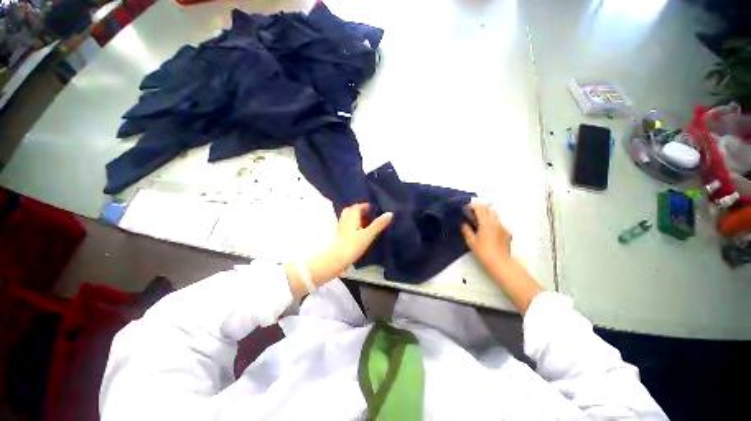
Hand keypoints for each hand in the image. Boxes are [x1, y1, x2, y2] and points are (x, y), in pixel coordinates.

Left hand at [287, 203, 392, 296]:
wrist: (336, 260)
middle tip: (368, 214)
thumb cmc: (352, 246)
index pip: (356, 207)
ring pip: (347, 219)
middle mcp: (344, 221)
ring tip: (365, 223)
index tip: (372, 208)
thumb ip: (378, 224)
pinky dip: (353, 226)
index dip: (364, 206)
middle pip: (350, 211)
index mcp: (351, 218)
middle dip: (358, 211)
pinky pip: (346, 227)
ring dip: (355, 218)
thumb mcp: (368, 235)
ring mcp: (341, 230)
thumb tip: (390, 213)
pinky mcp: (339, 238)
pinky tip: (358, 233)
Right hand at [461, 201, 512, 270]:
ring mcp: (502, 227)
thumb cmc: (483, 252)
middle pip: (489, 209)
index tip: (467, 207)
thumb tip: (464, 224)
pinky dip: (492, 222)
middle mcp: (495, 222)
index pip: (480, 208)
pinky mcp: (507, 233)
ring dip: (487, 214)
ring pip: (495, 215)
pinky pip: (499, 223)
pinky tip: (488, 230)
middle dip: (481, 208)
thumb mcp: (471, 242)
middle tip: (472, 212)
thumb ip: (467, 231)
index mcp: (485, 223)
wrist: (500, 262)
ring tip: (480, 220)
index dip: (473, 205)